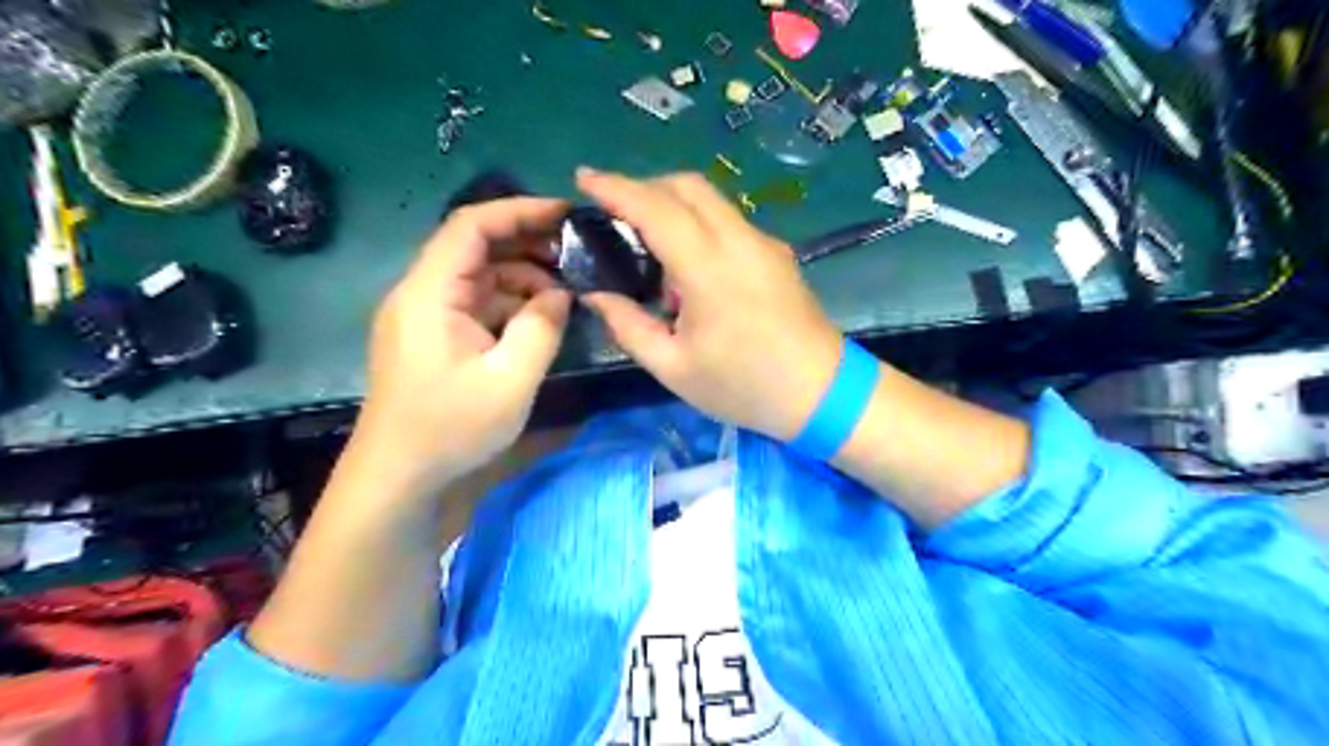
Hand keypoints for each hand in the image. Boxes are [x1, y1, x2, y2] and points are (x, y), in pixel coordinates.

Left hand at [353, 194, 575, 495]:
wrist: (398, 478)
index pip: (471, 225)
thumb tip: (561, 293)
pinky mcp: (433, 337)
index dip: (520, 210)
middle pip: (475, 246)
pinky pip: (475, 304)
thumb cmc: (451, 428)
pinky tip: (539, 317)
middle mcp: (421, 293)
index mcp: (430, 292)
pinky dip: (509, 303)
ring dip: (522, 276)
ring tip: (566, 291)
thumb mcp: (511, 379)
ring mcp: (425, 316)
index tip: (566, 214)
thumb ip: (542, 327)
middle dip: (527, 243)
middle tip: (576, 253)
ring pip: (478, 276)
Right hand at [579, 170, 838, 440]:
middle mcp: (739, 241)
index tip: (584, 177)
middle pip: (687, 186)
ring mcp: (763, 243)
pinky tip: (688, 268)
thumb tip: (596, 294)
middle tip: (614, 213)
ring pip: (711, 200)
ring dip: (673, 205)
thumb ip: (629, 326)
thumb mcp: (674, 368)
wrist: (822, 393)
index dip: (615, 188)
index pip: (656, 208)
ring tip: (648, 246)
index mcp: (709, 269)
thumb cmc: (744, 386)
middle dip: (644, 187)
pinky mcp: (777, 253)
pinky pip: (729, 221)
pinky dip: (698, 224)